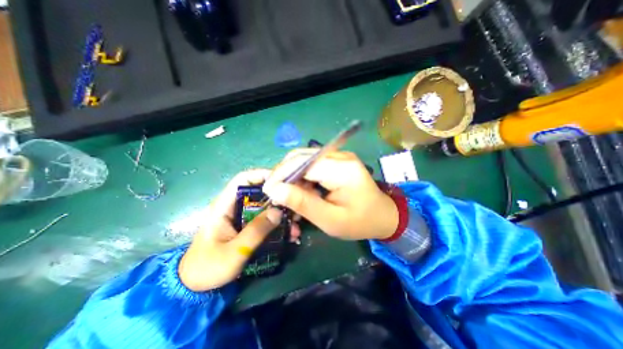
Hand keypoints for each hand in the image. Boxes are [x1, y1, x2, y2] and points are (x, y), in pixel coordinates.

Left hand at [180, 169, 300, 291]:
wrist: (195, 287)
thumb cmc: (208, 267)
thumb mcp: (233, 251)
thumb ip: (256, 231)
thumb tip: (278, 212)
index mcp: (224, 206)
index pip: (243, 179)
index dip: (261, 175)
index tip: (282, 181)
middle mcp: (235, 207)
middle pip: (259, 192)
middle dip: (278, 198)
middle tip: (294, 207)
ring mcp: (242, 217)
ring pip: (266, 207)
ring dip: (281, 214)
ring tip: (295, 226)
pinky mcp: (248, 226)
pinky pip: (266, 220)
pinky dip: (278, 224)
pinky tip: (289, 235)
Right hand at [261, 149, 395, 240]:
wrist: (383, 216)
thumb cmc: (360, 222)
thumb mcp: (330, 220)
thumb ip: (303, 203)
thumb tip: (274, 190)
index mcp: (342, 169)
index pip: (303, 163)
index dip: (281, 174)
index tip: (268, 191)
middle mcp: (340, 156)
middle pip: (301, 157)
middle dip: (284, 174)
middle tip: (277, 195)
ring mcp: (339, 156)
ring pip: (304, 159)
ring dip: (292, 177)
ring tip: (289, 196)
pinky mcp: (337, 161)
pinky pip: (312, 165)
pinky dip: (302, 177)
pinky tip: (302, 192)